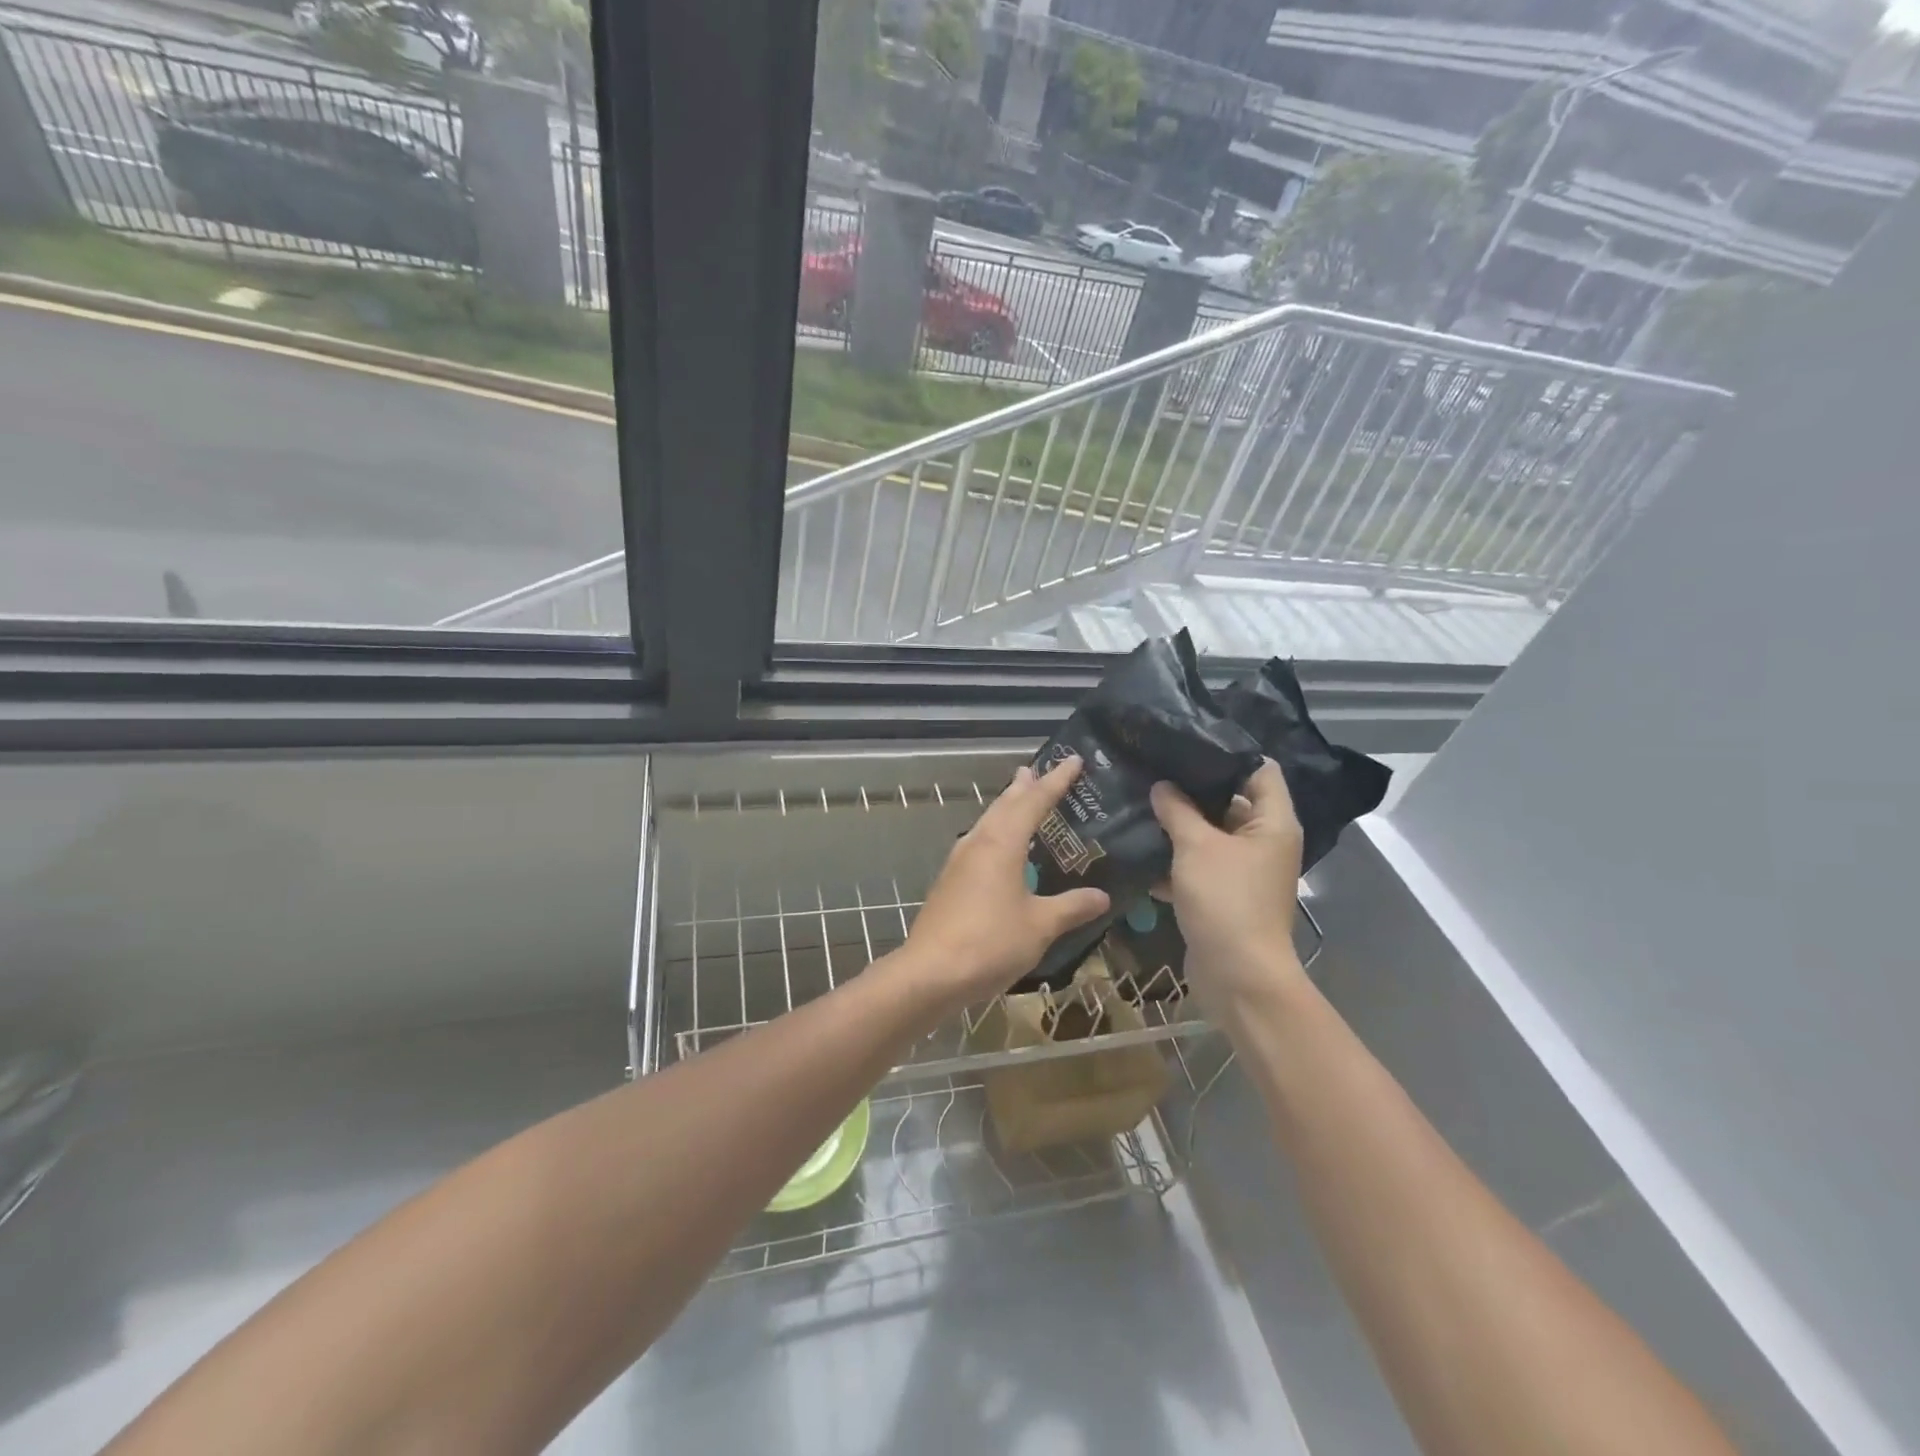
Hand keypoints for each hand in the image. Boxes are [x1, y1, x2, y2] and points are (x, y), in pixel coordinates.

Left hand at [904, 757, 1110, 1007]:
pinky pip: (978, 842)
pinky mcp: (950, 881)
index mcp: (1002, 843)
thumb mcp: (1040, 925)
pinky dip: (995, 832)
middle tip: (1038, 770)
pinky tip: (999, 848)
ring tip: (1019, 797)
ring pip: (987, 822)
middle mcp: (978, 843)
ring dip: (1006, 807)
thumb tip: (1102, 896)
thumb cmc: (990, 942)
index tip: (1072, 760)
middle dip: (1024, 787)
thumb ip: (1071, 907)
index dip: (1056, 781)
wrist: (930, 972)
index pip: (1034, 801)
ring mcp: (959, 861)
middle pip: (1004, 805)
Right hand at [1150, 760, 1306, 1016]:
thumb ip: (1177, 810)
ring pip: (1209, 835)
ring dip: (1178, 825)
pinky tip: (1138, 848)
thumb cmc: (1226, 900)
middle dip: (1191, 789)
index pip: (1259, 770)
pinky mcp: (1223, 895)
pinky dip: (1174, 859)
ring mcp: (1244, 870)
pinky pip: (1198, 865)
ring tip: (1139, 801)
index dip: (1226, 753)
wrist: (1237, 976)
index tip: (1186, 743)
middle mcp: (1263, 842)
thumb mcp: (1197, 846)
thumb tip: (1162, 786)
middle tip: (1152, 768)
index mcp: (1272, 823)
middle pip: (1230, 801)